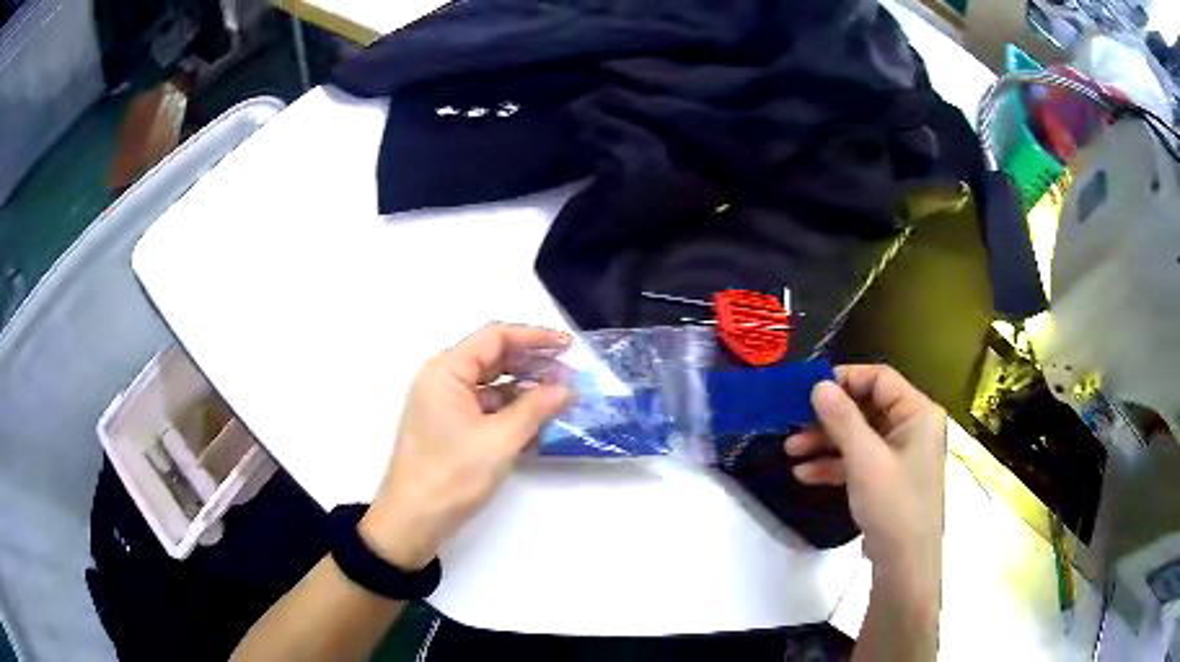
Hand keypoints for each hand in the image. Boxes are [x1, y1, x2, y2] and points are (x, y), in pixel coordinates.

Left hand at [359, 324, 571, 569]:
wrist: (413, 521)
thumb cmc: (451, 475)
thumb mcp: (499, 441)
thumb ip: (534, 409)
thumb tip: (566, 388)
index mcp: (446, 371)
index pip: (495, 337)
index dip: (534, 337)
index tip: (568, 346)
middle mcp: (443, 380)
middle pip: (493, 358)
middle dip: (533, 364)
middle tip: (570, 374)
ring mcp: (445, 405)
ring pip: (492, 385)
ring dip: (525, 389)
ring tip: (561, 397)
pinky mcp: (450, 427)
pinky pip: (486, 408)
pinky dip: (511, 411)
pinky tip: (539, 420)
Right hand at [784, 365, 945, 593]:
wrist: (904, 565)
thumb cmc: (893, 505)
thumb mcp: (865, 460)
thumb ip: (842, 419)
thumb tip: (818, 385)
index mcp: (918, 413)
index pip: (880, 379)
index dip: (845, 379)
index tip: (808, 390)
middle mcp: (912, 428)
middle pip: (866, 408)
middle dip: (829, 418)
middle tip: (793, 424)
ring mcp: (899, 455)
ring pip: (859, 436)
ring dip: (825, 442)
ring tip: (789, 451)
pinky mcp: (887, 479)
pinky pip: (858, 461)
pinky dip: (833, 465)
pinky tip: (804, 474)